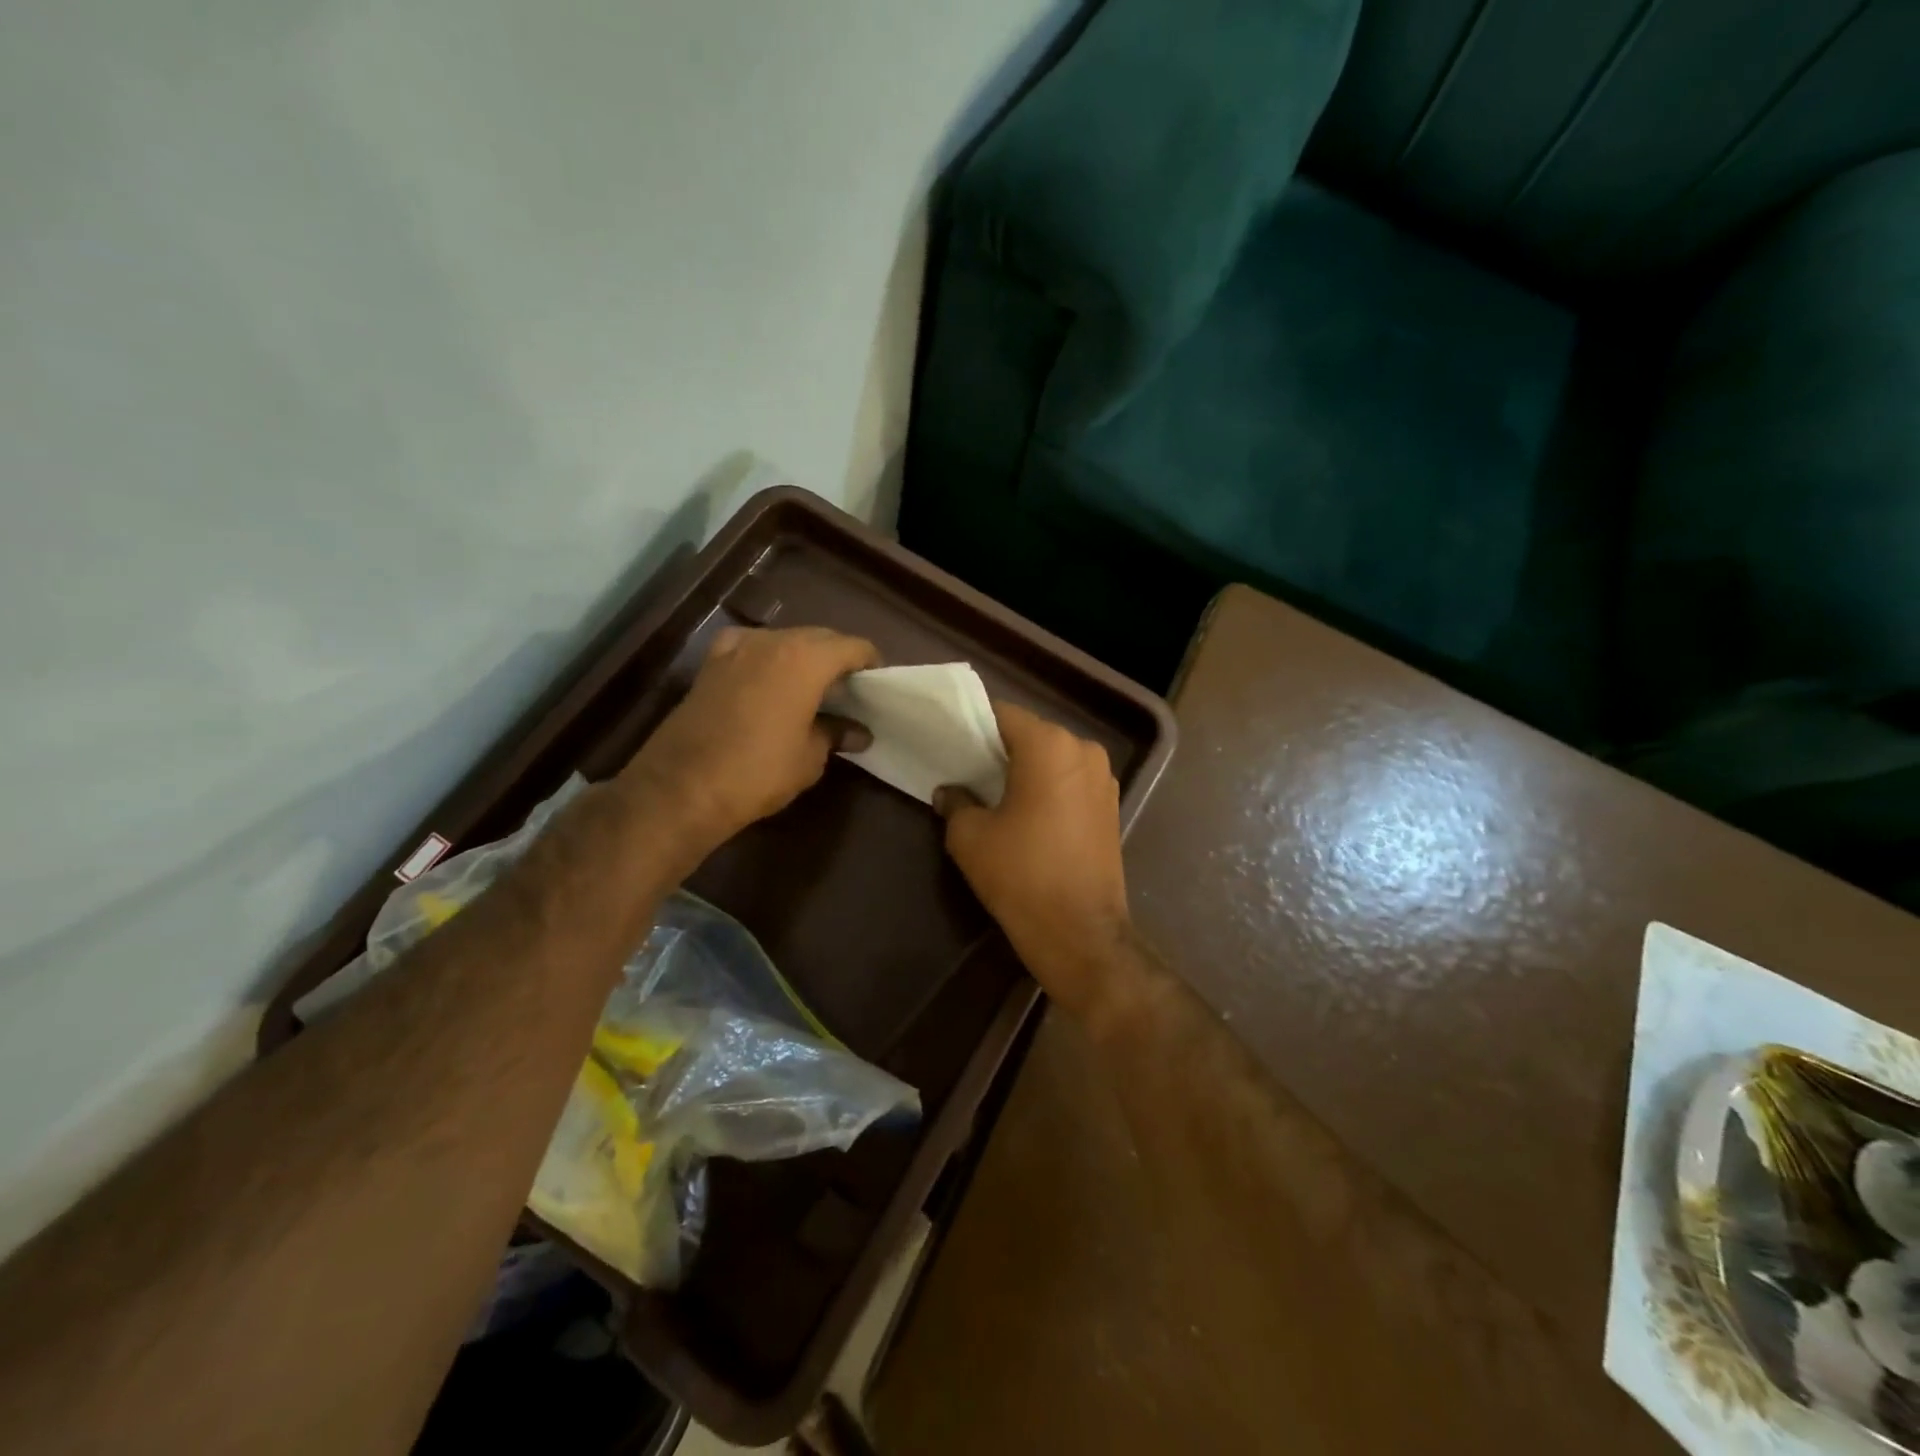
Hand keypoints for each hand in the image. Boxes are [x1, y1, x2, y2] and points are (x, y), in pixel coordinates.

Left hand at [623, 626, 877, 852]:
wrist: (682, 787)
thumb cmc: (759, 771)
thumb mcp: (810, 757)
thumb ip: (836, 734)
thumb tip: (858, 732)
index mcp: (806, 658)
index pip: (853, 646)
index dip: (871, 662)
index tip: (879, 684)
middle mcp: (773, 641)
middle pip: (819, 637)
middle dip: (838, 657)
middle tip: (851, 688)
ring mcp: (737, 648)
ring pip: (784, 640)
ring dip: (803, 657)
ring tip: (814, 687)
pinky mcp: (711, 664)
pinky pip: (750, 649)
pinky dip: (767, 658)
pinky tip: (768, 680)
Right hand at [935, 701, 1133, 1015]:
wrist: (1080, 932)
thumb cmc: (1021, 875)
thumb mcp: (970, 837)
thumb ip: (956, 802)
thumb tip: (950, 792)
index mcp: (1049, 745)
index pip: (1002, 714)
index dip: (973, 725)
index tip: (950, 740)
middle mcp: (1083, 750)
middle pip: (1030, 734)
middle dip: (999, 747)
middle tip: (966, 768)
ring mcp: (1103, 777)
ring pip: (1053, 757)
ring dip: (1025, 768)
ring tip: (995, 792)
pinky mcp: (1111, 805)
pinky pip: (1070, 780)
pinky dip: (1047, 786)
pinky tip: (1026, 812)